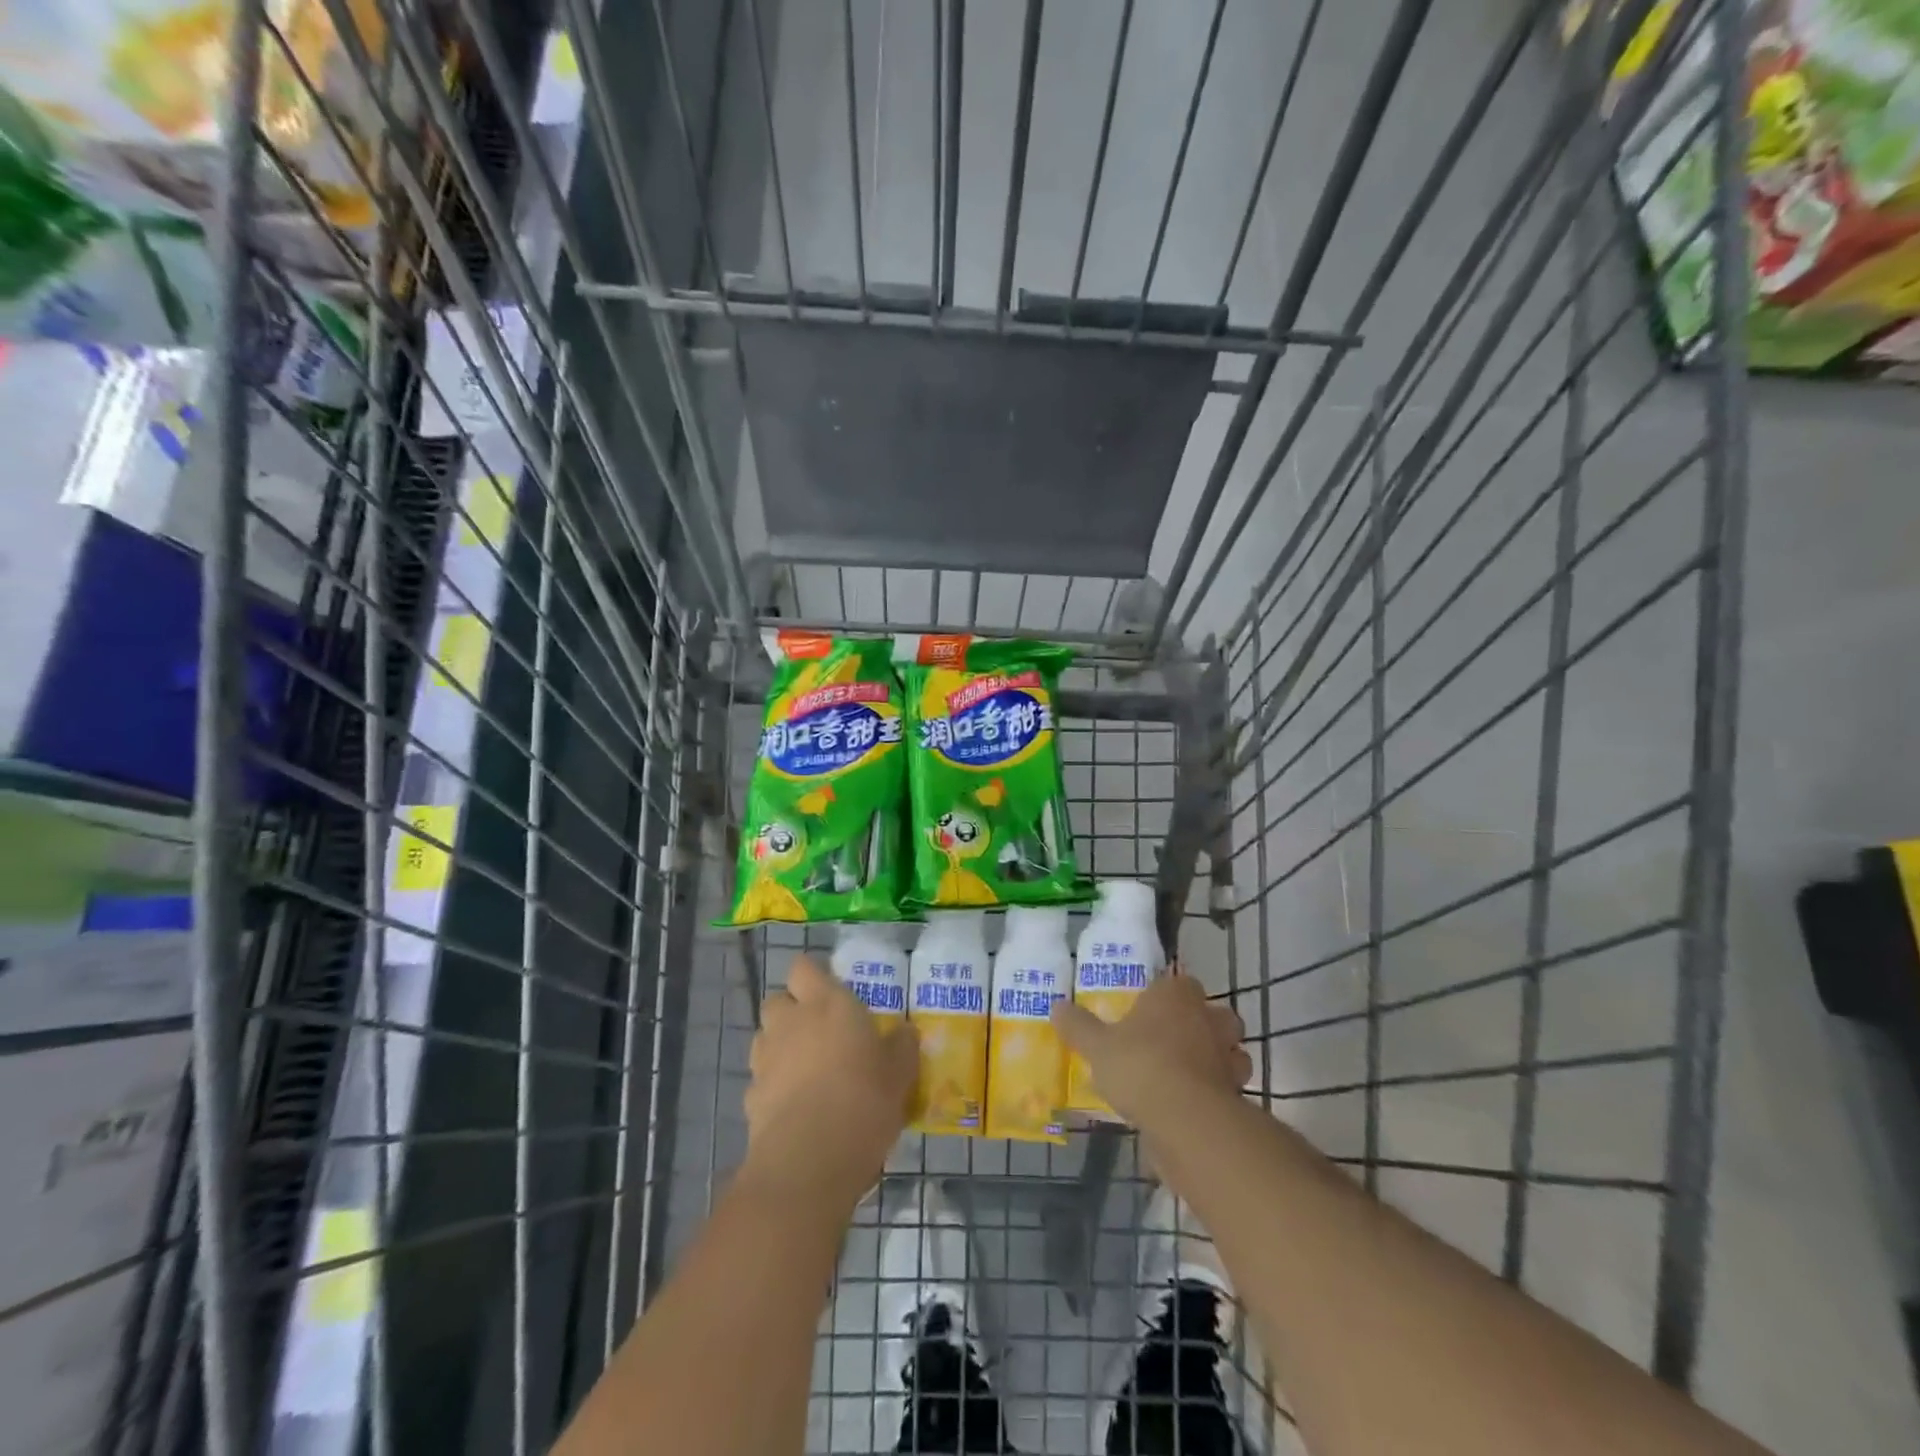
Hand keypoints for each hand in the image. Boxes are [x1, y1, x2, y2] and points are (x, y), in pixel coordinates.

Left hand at [741, 956, 918, 1208]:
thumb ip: (901, 1046)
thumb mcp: (900, 1072)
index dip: (813, 976)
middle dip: (792, 1011)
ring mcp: (766, 1060)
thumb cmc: (864, 1099)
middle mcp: (791, 1022)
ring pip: (764, 1038)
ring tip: (807, 1070)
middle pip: (777, 1000)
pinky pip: (761, 1080)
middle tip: (820, 1031)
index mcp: (827, 1003)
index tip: (831, 990)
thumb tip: (905, 1032)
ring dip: (780, 1046)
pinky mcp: (751, 1098)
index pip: (803, 968)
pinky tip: (795, 1108)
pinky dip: (773, 1087)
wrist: (810, 1159)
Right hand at [1051, 972, 1249, 1127]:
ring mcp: (1227, 1054)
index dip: (1167, 995)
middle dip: (1201, 1023)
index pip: (1179, 982)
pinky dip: (1219, 1090)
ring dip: (1217, 1057)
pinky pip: (1229, 1084)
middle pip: (1213, 1012)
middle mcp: (1207, 1017)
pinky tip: (1195, 1102)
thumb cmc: (1140, 1066)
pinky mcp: (1237, 1090)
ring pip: (1230, 1048)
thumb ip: (1078, 1026)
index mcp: (1175, 995)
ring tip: (1188, 1073)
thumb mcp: (1096, 1046)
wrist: (1186, 1119)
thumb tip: (1056, 1006)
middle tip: (1174, 1040)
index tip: (1151, 1011)